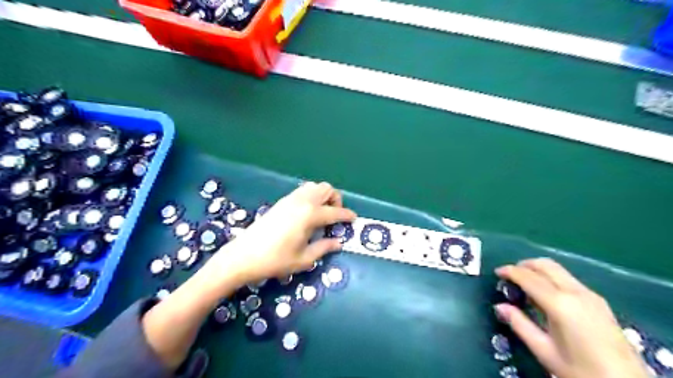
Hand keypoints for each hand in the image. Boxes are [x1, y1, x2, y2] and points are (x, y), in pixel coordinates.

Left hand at [210, 181, 357, 285]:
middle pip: (326, 188)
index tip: (354, 219)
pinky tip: (307, 214)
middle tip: (334, 217)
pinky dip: (311, 197)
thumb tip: (338, 242)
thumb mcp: (304, 259)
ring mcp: (290, 199)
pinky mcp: (281, 202)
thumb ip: (324, 248)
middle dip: (336, 199)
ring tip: (321, 214)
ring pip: (313, 186)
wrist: (243, 256)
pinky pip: (302, 191)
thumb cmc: (275, 260)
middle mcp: (302, 202)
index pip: (335, 212)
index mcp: (310, 215)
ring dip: (323, 196)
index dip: (347, 215)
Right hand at [493, 258, 645, 377]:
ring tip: (525, 284)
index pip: (528, 277)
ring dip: (538, 270)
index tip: (497, 272)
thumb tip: (499, 306)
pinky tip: (547, 295)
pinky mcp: (599, 301)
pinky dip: (552, 278)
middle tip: (510, 275)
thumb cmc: (581, 371)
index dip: (510, 271)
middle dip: (524, 265)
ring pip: (558, 269)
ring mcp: (590, 295)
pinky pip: (569, 279)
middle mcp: (576, 292)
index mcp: (560, 304)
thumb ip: (519, 324)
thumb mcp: (544, 351)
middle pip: (545, 265)